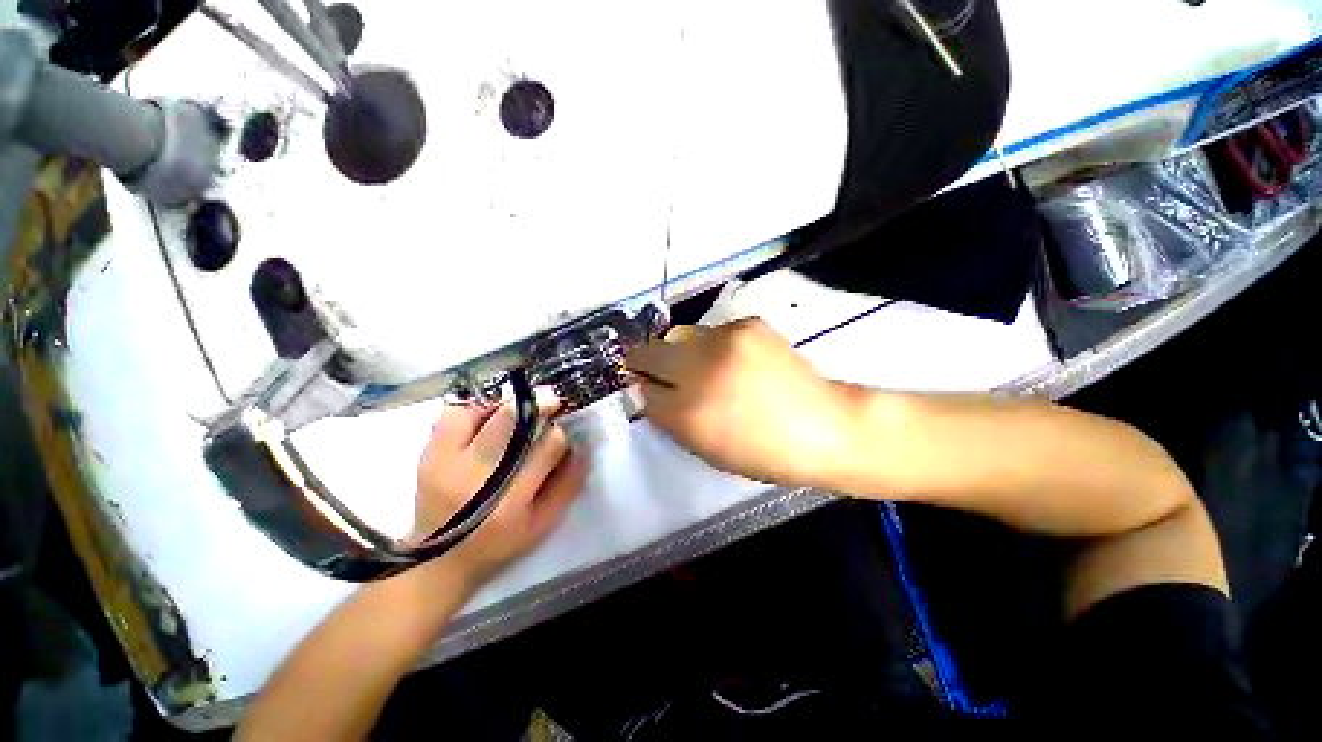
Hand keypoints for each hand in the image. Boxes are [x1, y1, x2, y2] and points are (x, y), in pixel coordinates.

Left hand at [411, 404, 587, 587]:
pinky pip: (451, 413)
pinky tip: (486, 415)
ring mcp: (444, 464)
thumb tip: (581, 446)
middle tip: (549, 400)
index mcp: (510, 501)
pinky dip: (474, 406)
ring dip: (504, 403)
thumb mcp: (542, 524)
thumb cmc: (498, 544)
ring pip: (478, 409)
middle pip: (510, 420)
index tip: (560, 431)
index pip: (546, 447)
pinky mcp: (427, 455)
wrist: (437, 561)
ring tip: (516, 409)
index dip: (558, 433)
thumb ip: (567, 485)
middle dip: (537, 405)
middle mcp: (474, 478)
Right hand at [626, 318, 853, 487]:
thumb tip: (647, 390)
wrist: (823, 426)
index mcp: (690, 415)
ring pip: (677, 335)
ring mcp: (725, 341)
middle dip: (645, 362)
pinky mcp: (747, 324)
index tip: (646, 387)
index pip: (643, 391)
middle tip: (657, 369)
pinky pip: (711, 330)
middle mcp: (701, 372)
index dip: (643, 389)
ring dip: (681, 351)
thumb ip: (670, 419)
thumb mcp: (706, 449)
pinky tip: (735, 360)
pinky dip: (712, 345)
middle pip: (648, 353)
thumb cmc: (762, 452)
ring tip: (704, 366)